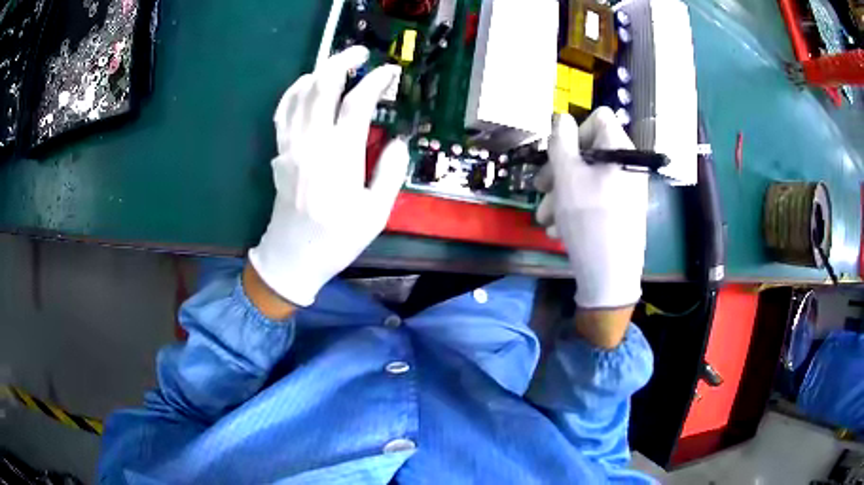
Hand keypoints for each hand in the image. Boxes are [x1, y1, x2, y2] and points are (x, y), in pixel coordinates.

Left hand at [248, 47, 407, 306]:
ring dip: (319, 71)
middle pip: (322, 86)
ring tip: (337, 64)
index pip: (358, 103)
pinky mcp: (279, 152)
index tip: (390, 72)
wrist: (292, 257)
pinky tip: (305, 84)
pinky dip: (293, 91)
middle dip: (342, 61)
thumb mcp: (376, 214)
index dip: (376, 81)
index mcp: (340, 157)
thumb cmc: (336, 240)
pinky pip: (282, 112)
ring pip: (300, 94)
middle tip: (361, 54)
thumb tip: (397, 140)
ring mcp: (291, 145)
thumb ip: (390, 173)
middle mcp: (312, 143)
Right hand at [534, 108, 647, 309]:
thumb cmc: (588, 219)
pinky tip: (559, 229)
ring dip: (561, 194)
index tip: (558, 154)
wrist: (610, 276)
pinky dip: (575, 208)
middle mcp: (627, 166)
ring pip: (587, 178)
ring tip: (546, 218)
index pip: (600, 118)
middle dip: (560, 169)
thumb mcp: (567, 176)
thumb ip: (561, 141)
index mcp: (620, 150)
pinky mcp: (621, 212)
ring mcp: (626, 191)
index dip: (575, 131)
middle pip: (589, 151)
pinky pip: (595, 198)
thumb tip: (561, 116)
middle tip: (541, 187)